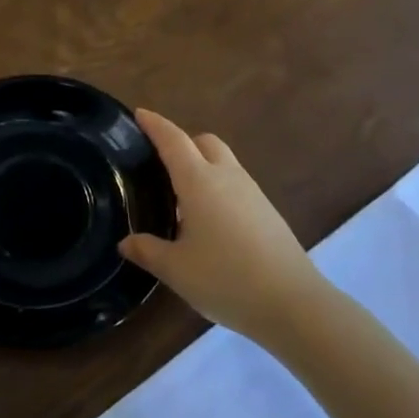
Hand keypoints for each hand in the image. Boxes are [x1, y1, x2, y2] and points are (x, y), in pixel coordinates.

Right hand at [120, 109, 321, 342]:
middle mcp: (226, 177)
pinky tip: (209, 222)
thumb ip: (147, 251)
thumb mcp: (176, 269)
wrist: (292, 303)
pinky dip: (218, 188)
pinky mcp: (268, 211)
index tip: (140, 114)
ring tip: (181, 198)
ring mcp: (252, 193)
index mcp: (199, 181)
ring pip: (223, 162)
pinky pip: (236, 185)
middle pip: (203, 142)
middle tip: (160, 164)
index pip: (173, 140)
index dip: (155, 125)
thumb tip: (126, 242)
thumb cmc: (225, 279)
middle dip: (182, 142)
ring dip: (202, 166)